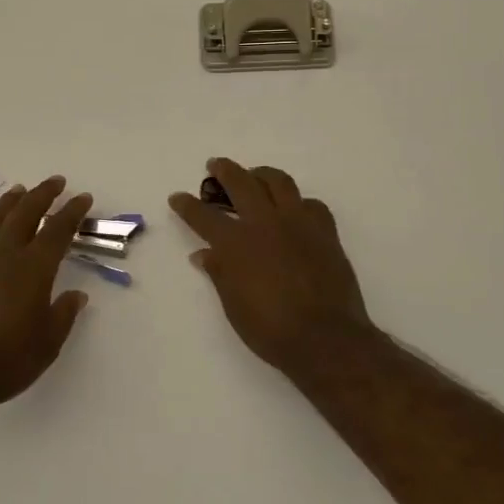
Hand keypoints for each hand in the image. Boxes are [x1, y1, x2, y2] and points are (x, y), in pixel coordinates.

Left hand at [0, 177, 92, 419]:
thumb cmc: (2, 363)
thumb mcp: (46, 345)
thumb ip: (62, 316)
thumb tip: (76, 295)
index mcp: (32, 269)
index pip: (58, 231)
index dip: (72, 212)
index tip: (83, 198)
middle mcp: (2, 256)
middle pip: (24, 214)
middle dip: (42, 195)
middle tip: (55, 182)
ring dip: (7, 203)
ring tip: (18, 190)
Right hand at [169, 158, 376, 375]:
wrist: (326, 338)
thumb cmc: (271, 330)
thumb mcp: (234, 306)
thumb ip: (219, 274)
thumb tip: (204, 255)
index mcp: (236, 244)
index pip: (204, 216)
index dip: (187, 205)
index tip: (177, 197)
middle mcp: (265, 223)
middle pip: (241, 183)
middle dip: (224, 170)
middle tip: (215, 165)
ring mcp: (298, 223)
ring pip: (279, 182)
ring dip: (262, 174)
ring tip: (255, 175)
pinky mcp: (325, 231)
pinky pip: (311, 204)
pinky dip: (299, 202)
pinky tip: (295, 210)